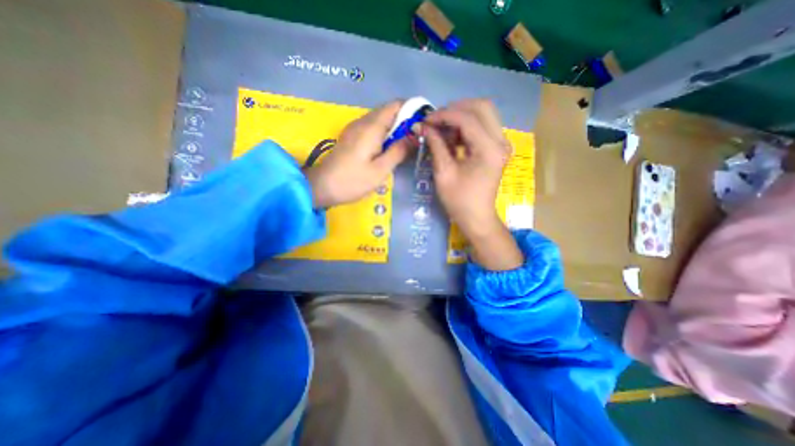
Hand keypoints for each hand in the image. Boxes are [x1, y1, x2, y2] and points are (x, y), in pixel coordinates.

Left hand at [304, 102, 413, 206]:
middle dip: (406, 121)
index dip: (412, 109)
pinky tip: (390, 148)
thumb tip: (415, 136)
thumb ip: (399, 151)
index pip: (396, 105)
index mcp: (371, 127)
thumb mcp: (380, 170)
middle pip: (389, 111)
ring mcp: (355, 128)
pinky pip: (373, 128)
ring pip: (381, 120)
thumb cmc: (352, 181)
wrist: (321, 187)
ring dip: (396, 128)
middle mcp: (363, 121)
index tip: (424, 124)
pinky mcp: (352, 137)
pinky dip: (385, 134)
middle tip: (418, 138)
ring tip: (408, 144)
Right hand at [419, 98, 525, 269]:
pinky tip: (452, 137)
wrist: (476, 217)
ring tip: (441, 129)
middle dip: (455, 109)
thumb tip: (422, 126)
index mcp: (489, 149)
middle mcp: (500, 141)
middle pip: (481, 107)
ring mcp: (501, 143)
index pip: (467, 118)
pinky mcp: (497, 147)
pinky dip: (466, 126)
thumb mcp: (443, 172)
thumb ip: (435, 145)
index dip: (444, 115)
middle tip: (436, 121)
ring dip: (460, 116)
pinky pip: (483, 125)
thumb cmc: (459, 200)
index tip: (425, 120)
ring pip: (483, 113)